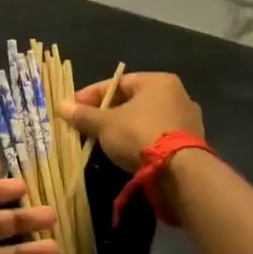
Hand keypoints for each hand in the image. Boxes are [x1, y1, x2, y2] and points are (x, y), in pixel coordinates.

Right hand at [63, 72, 203, 172]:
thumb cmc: (139, 134)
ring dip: (123, 128)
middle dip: (106, 113)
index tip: (73, 108)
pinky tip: (125, 153)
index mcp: (158, 81)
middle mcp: (178, 95)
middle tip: (86, 126)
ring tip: (102, 141)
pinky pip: (157, 137)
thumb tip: (61, 106)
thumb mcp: (105, 124)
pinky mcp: (191, 144)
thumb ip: (83, 115)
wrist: (179, 172)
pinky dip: (140, 142)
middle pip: (132, 101)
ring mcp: (187, 120)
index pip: (117, 83)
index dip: (91, 96)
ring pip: (145, 120)